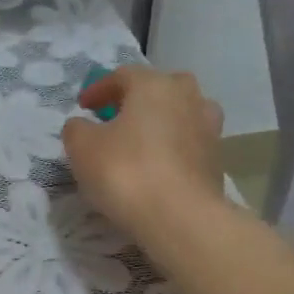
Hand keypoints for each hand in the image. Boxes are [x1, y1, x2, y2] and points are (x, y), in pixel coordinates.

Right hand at [63, 66, 224, 235]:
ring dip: (161, 121)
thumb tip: (83, 125)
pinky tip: (157, 167)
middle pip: (160, 88)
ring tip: (141, 142)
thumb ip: (77, 129)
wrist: (180, 218)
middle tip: (117, 117)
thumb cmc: (126, 171)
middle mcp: (187, 97)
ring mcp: (208, 128)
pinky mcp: (217, 160)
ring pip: (181, 114)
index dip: (98, 89)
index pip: (123, 75)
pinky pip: (189, 143)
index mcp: (154, 85)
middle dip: (138, 99)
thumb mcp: (82, 147)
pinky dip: (173, 148)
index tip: (83, 107)